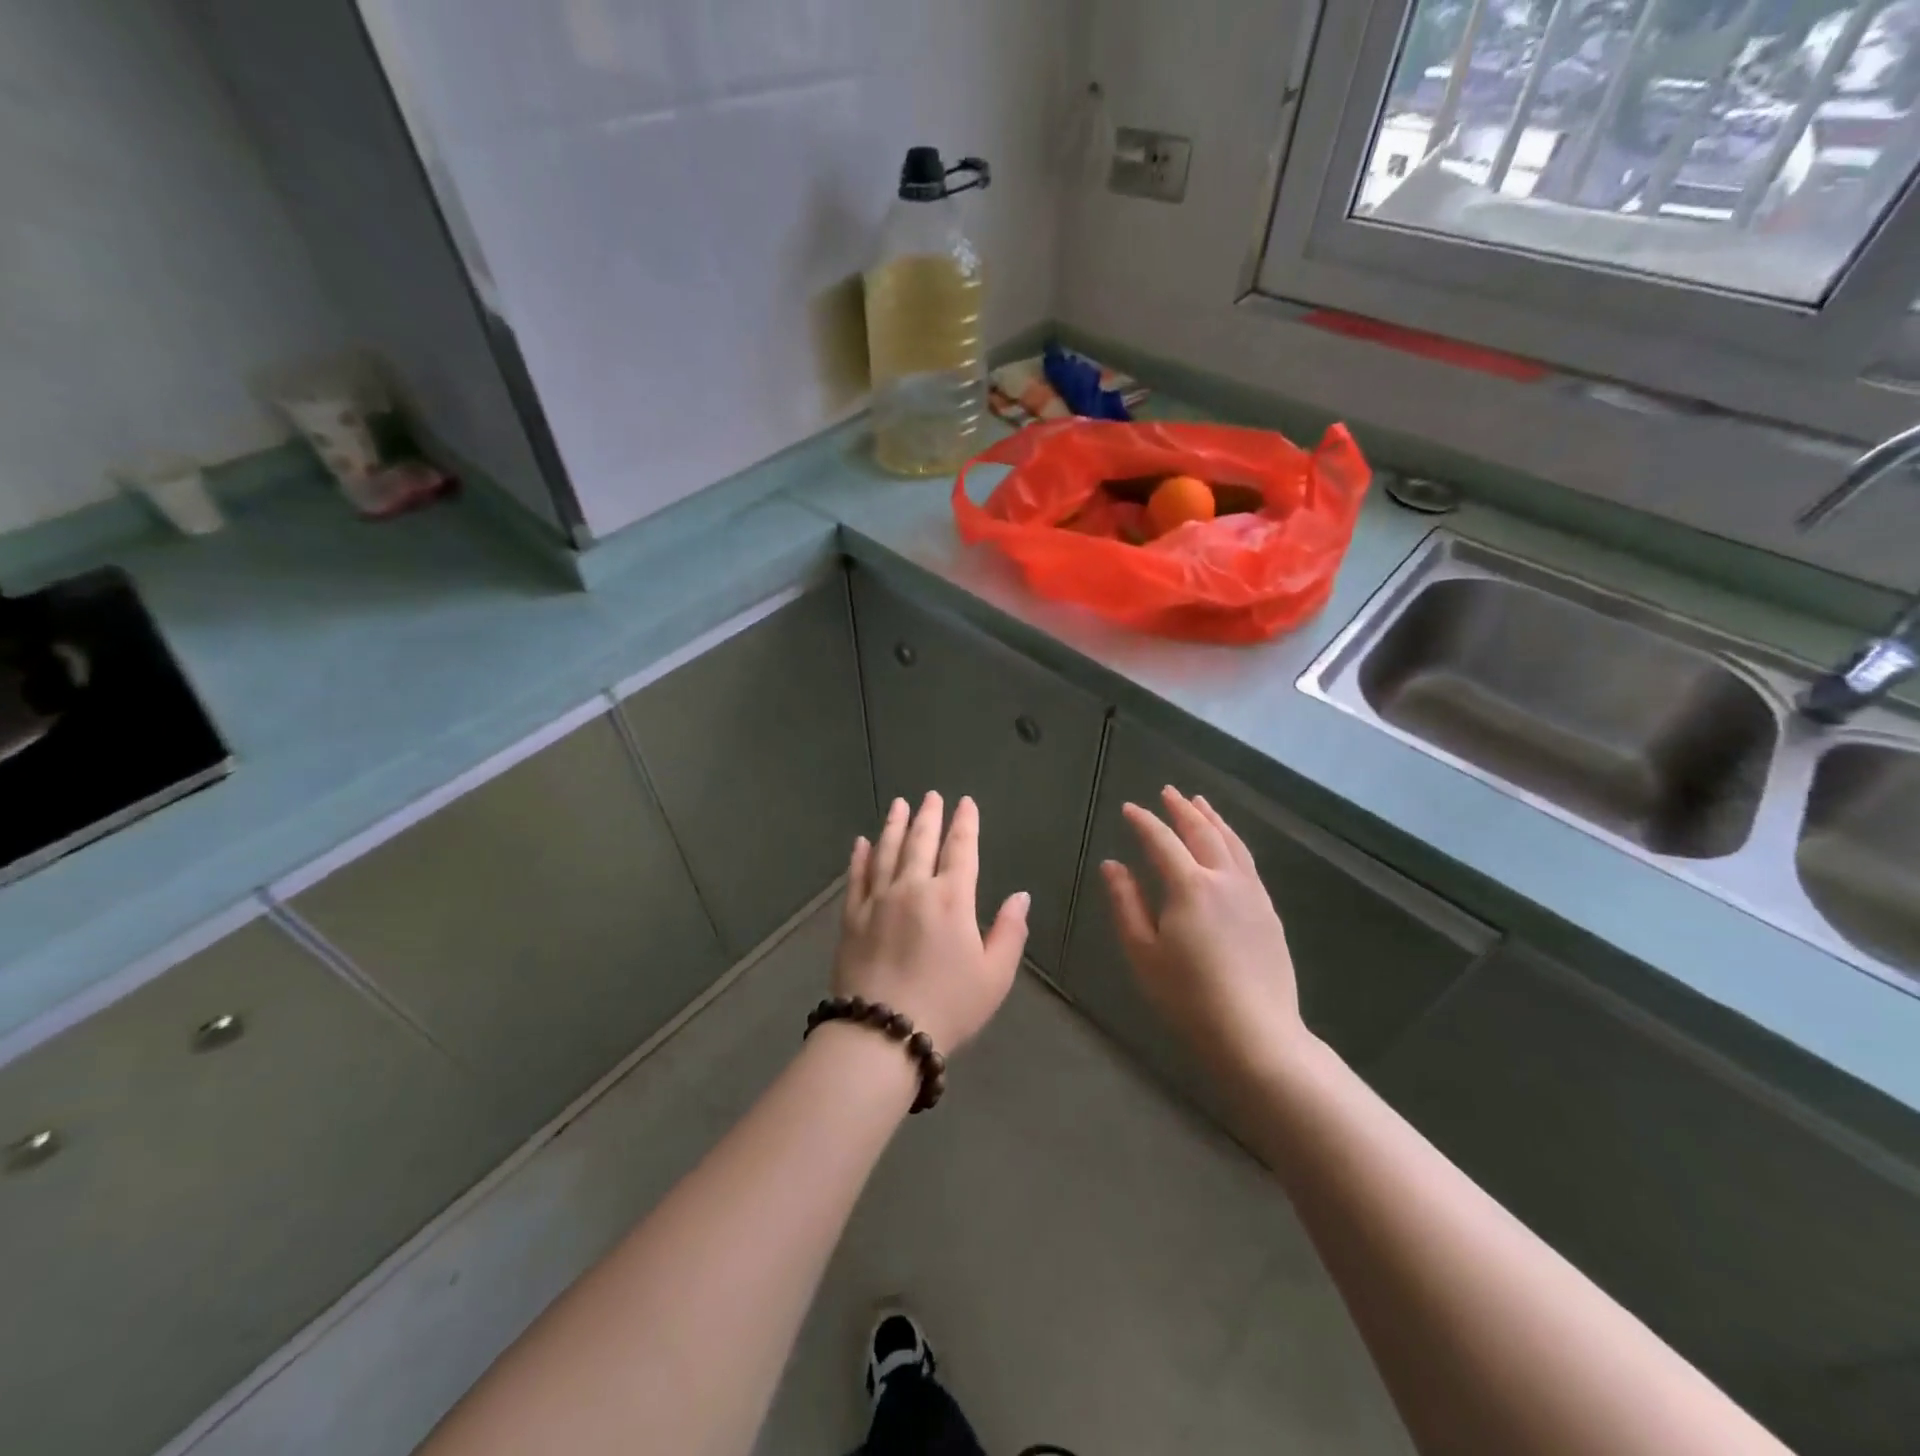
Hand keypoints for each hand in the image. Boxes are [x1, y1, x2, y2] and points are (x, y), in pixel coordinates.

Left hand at [834, 792, 1028, 1052]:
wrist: (883, 1032)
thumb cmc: (948, 1006)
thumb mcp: (994, 976)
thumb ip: (1010, 932)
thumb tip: (1020, 896)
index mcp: (951, 899)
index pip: (960, 850)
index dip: (965, 824)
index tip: (965, 803)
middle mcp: (912, 888)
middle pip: (921, 842)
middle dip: (929, 816)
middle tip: (931, 795)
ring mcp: (877, 900)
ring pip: (886, 852)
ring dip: (894, 825)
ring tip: (899, 804)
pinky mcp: (852, 918)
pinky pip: (856, 878)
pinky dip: (859, 857)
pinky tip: (860, 842)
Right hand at [1102, 786, 1310, 1079]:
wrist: (1256, 1034)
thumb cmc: (1188, 996)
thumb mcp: (1142, 952)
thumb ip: (1126, 903)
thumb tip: (1113, 865)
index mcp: (1189, 886)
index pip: (1162, 841)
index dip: (1144, 822)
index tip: (1129, 808)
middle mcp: (1224, 879)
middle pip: (1202, 833)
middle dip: (1183, 809)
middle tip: (1168, 792)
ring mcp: (1252, 894)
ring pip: (1231, 843)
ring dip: (1213, 819)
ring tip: (1200, 803)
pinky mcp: (1268, 911)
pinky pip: (1248, 862)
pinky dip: (1233, 842)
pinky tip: (1228, 845)